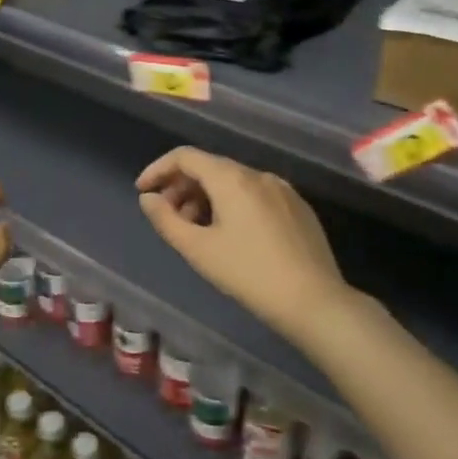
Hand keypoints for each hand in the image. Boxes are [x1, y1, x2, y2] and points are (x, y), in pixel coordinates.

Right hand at [136, 147, 351, 342]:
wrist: (314, 301)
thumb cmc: (249, 274)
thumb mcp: (198, 249)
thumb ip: (166, 219)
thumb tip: (148, 198)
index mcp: (231, 178)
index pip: (185, 156)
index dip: (158, 169)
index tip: (143, 191)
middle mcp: (257, 174)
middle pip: (209, 168)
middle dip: (182, 188)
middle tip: (168, 217)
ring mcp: (282, 189)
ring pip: (233, 182)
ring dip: (206, 198)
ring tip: (196, 230)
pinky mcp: (298, 207)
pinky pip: (255, 195)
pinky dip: (232, 205)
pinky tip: (231, 236)